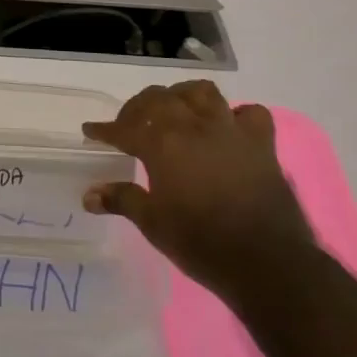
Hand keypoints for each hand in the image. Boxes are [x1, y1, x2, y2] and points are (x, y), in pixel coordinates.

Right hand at [82, 80, 314, 299]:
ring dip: (182, 96)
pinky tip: (226, 127)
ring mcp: (230, 131)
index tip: (91, 131)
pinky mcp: (261, 144)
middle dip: (138, 108)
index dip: (104, 130)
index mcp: (162, 144)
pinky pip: (249, 113)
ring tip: (174, 111)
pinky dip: (235, 115)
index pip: (124, 129)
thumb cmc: (201, 243)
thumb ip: (121, 200)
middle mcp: (193, 127)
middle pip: (159, 99)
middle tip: (129, 124)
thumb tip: (89, 195)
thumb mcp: (152, 223)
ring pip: (201, 93)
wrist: (267, 263)